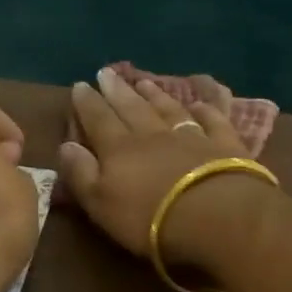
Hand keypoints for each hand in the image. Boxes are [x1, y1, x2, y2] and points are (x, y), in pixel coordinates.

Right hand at [58, 68, 269, 268]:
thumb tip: (66, 145)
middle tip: (107, 72)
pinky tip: (200, 103)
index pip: (98, 120)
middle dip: (117, 90)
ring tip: (144, 81)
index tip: (79, 85)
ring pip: (168, 109)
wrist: (216, 216)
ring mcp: (191, 136)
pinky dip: (205, 110)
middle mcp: (153, 134)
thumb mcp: (101, 204)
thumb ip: (81, 174)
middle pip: (131, 107)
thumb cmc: (150, 218)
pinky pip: (212, 120)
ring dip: (155, 95)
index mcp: (119, 149)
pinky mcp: (224, 145)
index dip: (87, 103)